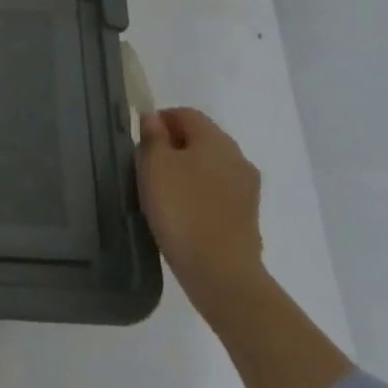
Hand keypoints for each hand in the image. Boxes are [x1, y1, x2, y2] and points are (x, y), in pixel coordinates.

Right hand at [136, 106, 264, 312]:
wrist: (221, 273)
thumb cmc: (181, 209)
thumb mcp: (154, 165)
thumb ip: (152, 136)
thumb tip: (154, 119)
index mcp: (216, 139)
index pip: (185, 114)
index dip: (160, 120)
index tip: (140, 142)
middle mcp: (238, 158)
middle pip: (200, 139)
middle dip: (173, 146)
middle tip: (146, 167)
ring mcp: (247, 189)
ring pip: (210, 167)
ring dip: (186, 171)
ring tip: (162, 193)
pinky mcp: (247, 217)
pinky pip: (217, 192)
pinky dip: (199, 195)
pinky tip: (182, 214)